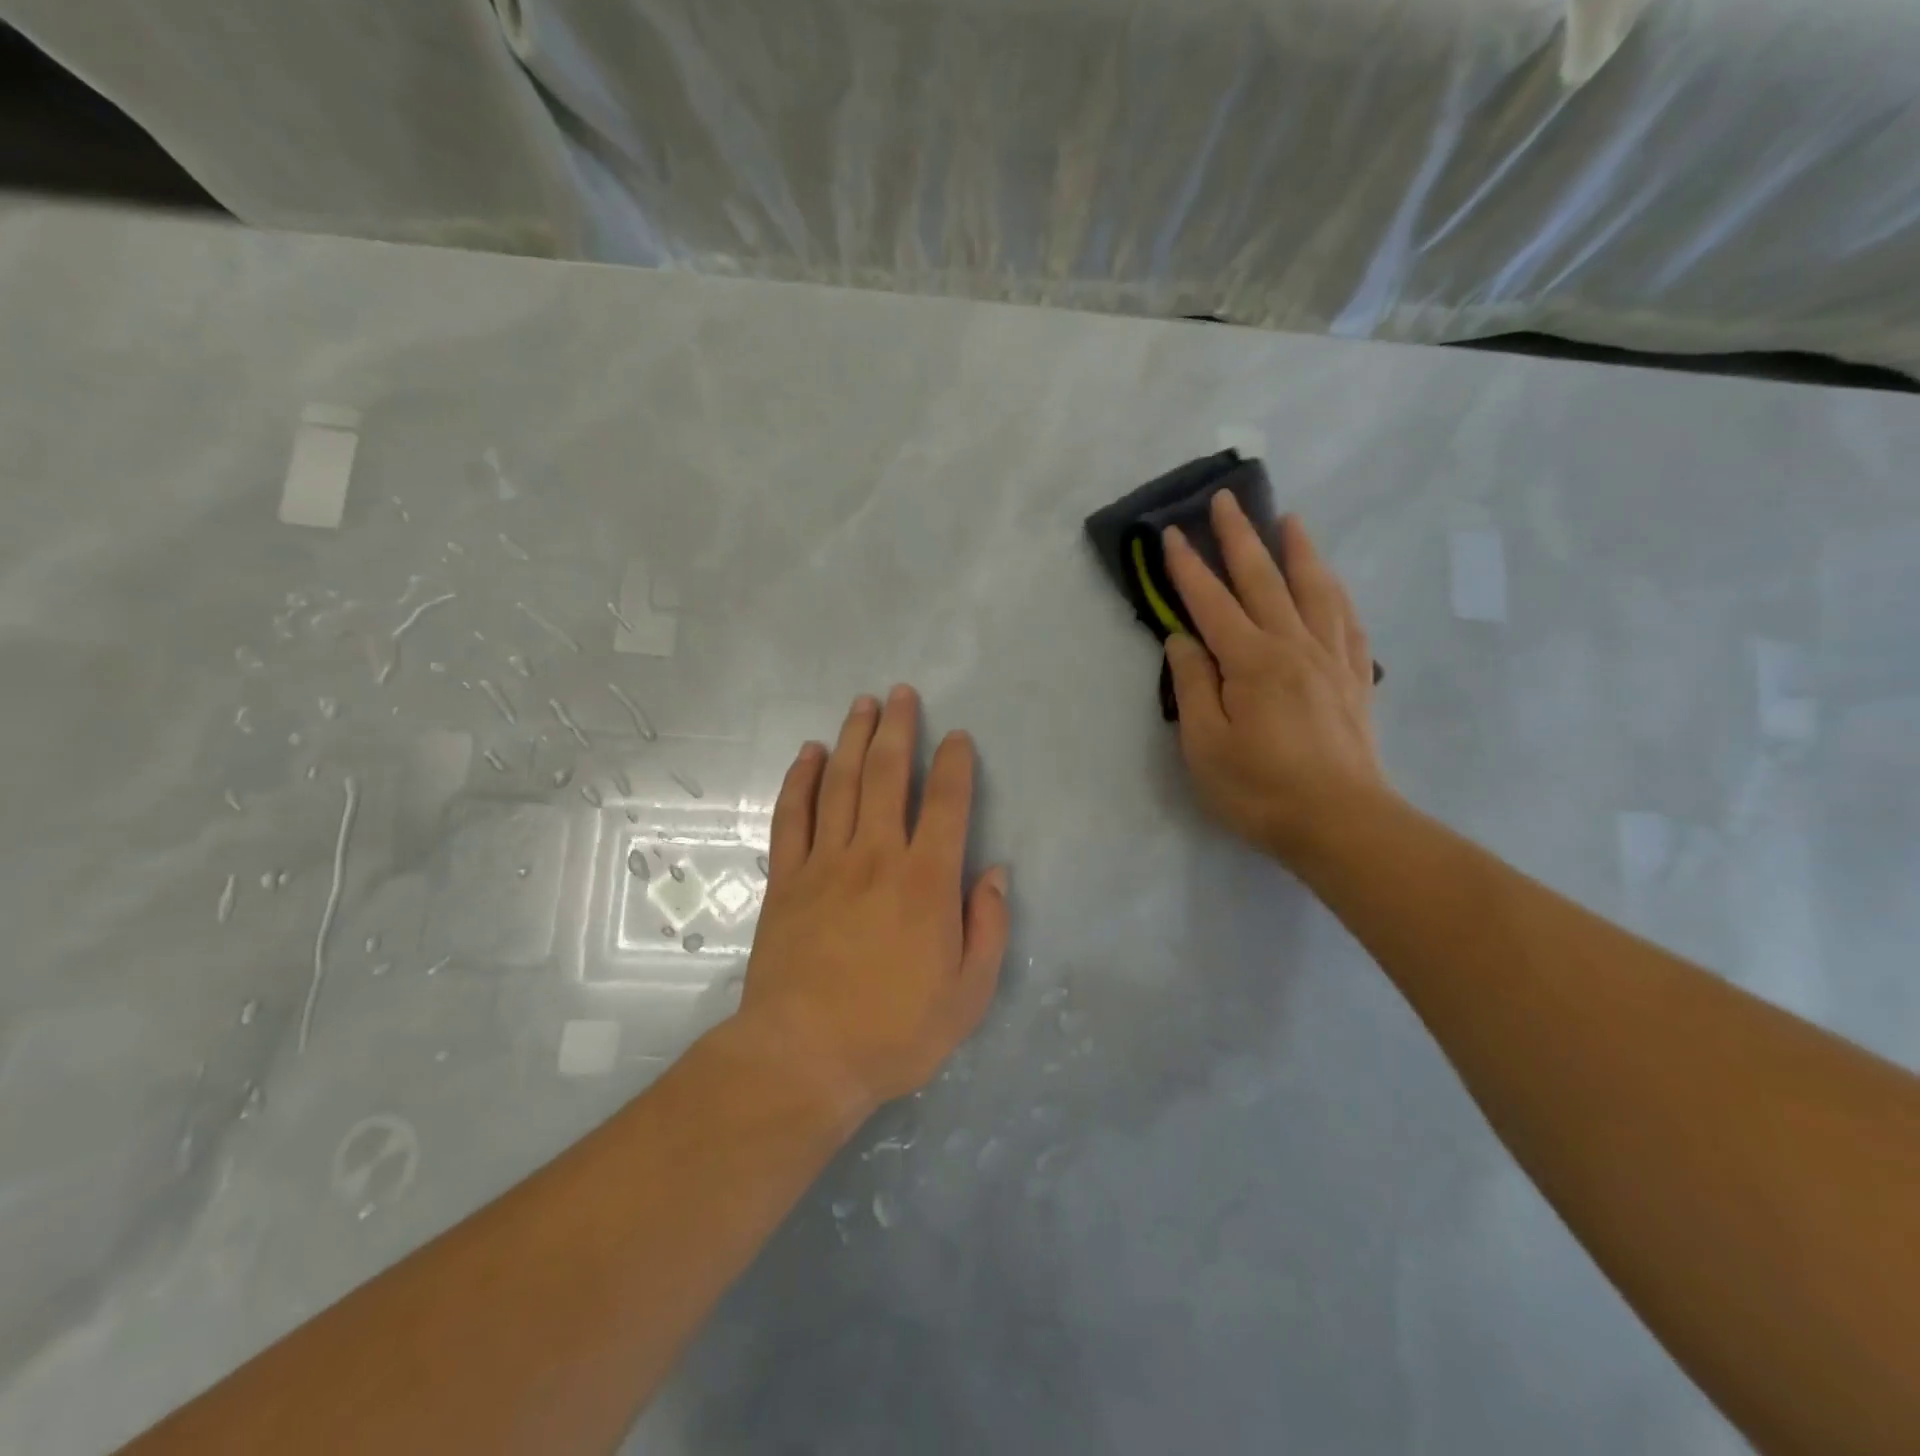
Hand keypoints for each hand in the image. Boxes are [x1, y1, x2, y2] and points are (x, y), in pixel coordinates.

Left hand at [738, 686, 1010, 1113]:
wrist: (804, 1058)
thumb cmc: (895, 1031)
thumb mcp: (968, 994)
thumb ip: (988, 927)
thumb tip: (995, 873)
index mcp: (926, 882)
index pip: (946, 804)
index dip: (954, 764)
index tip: (956, 738)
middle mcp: (876, 856)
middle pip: (887, 775)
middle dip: (898, 729)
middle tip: (901, 694)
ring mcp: (825, 863)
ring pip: (840, 784)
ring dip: (852, 739)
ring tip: (862, 705)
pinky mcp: (786, 879)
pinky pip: (792, 816)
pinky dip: (800, 780)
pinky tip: (809, 754)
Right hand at [1162, 493, 1391, 866]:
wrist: (1341, 823)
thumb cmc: (1260, 790)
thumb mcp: (1205, 745)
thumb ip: (1193, 686)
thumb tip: (1183, 640)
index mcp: (1251, 662)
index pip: (1212, 603)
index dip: (1188, 567)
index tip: (1172, 534)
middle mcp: (1294, 646)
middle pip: (1263, 580)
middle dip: (1240, 538)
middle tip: (1226, 500)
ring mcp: (1330, 659)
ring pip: (1314, 589)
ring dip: (1297, 550)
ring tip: (1289, 520)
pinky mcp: (1354, 678)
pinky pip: (1346, 619)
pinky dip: (1335, 591)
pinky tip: (1330, 582)